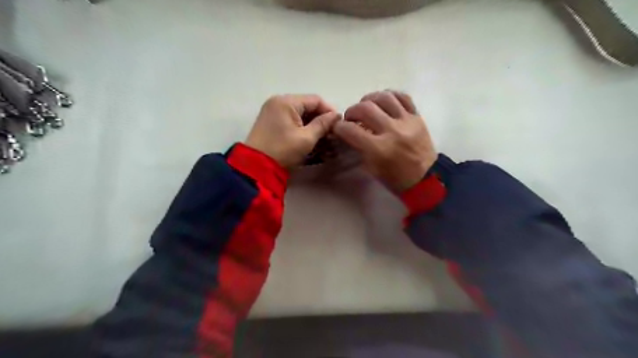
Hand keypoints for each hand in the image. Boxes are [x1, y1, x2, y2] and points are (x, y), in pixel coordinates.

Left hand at [246, 94, 343, 167]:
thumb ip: (323, 124)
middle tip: (332, 135)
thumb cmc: (283, 151)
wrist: (256, 167)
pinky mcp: (271, 123)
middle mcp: (278, 102)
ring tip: (324, 141)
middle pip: (307, 107)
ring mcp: (273, 112)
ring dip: (313, 126)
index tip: (339, 125)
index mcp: (286, 101)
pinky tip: (312, 140)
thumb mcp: (306, 138)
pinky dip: (302, 129)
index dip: (329, 111)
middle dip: (321, 120)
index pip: (315, 100)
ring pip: (300, 115)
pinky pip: (291, 121)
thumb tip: (336, 115)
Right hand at [331, 90, 436, 192]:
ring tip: (366, 107)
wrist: (425, 179)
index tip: (338, 128)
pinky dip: (390, 96)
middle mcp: (392, 131)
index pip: (351, 130)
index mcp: (379, 149)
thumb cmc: (395, 178)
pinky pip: (403, 97)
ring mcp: (407, 121)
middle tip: (351, 118)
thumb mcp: (371, 168)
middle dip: (352, 111)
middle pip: (365, 108)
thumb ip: (359, 148)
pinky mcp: (417, 117)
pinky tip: (383, 103)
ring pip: (384, 97)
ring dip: (369, 99)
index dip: (339, 127)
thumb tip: (348, 132)